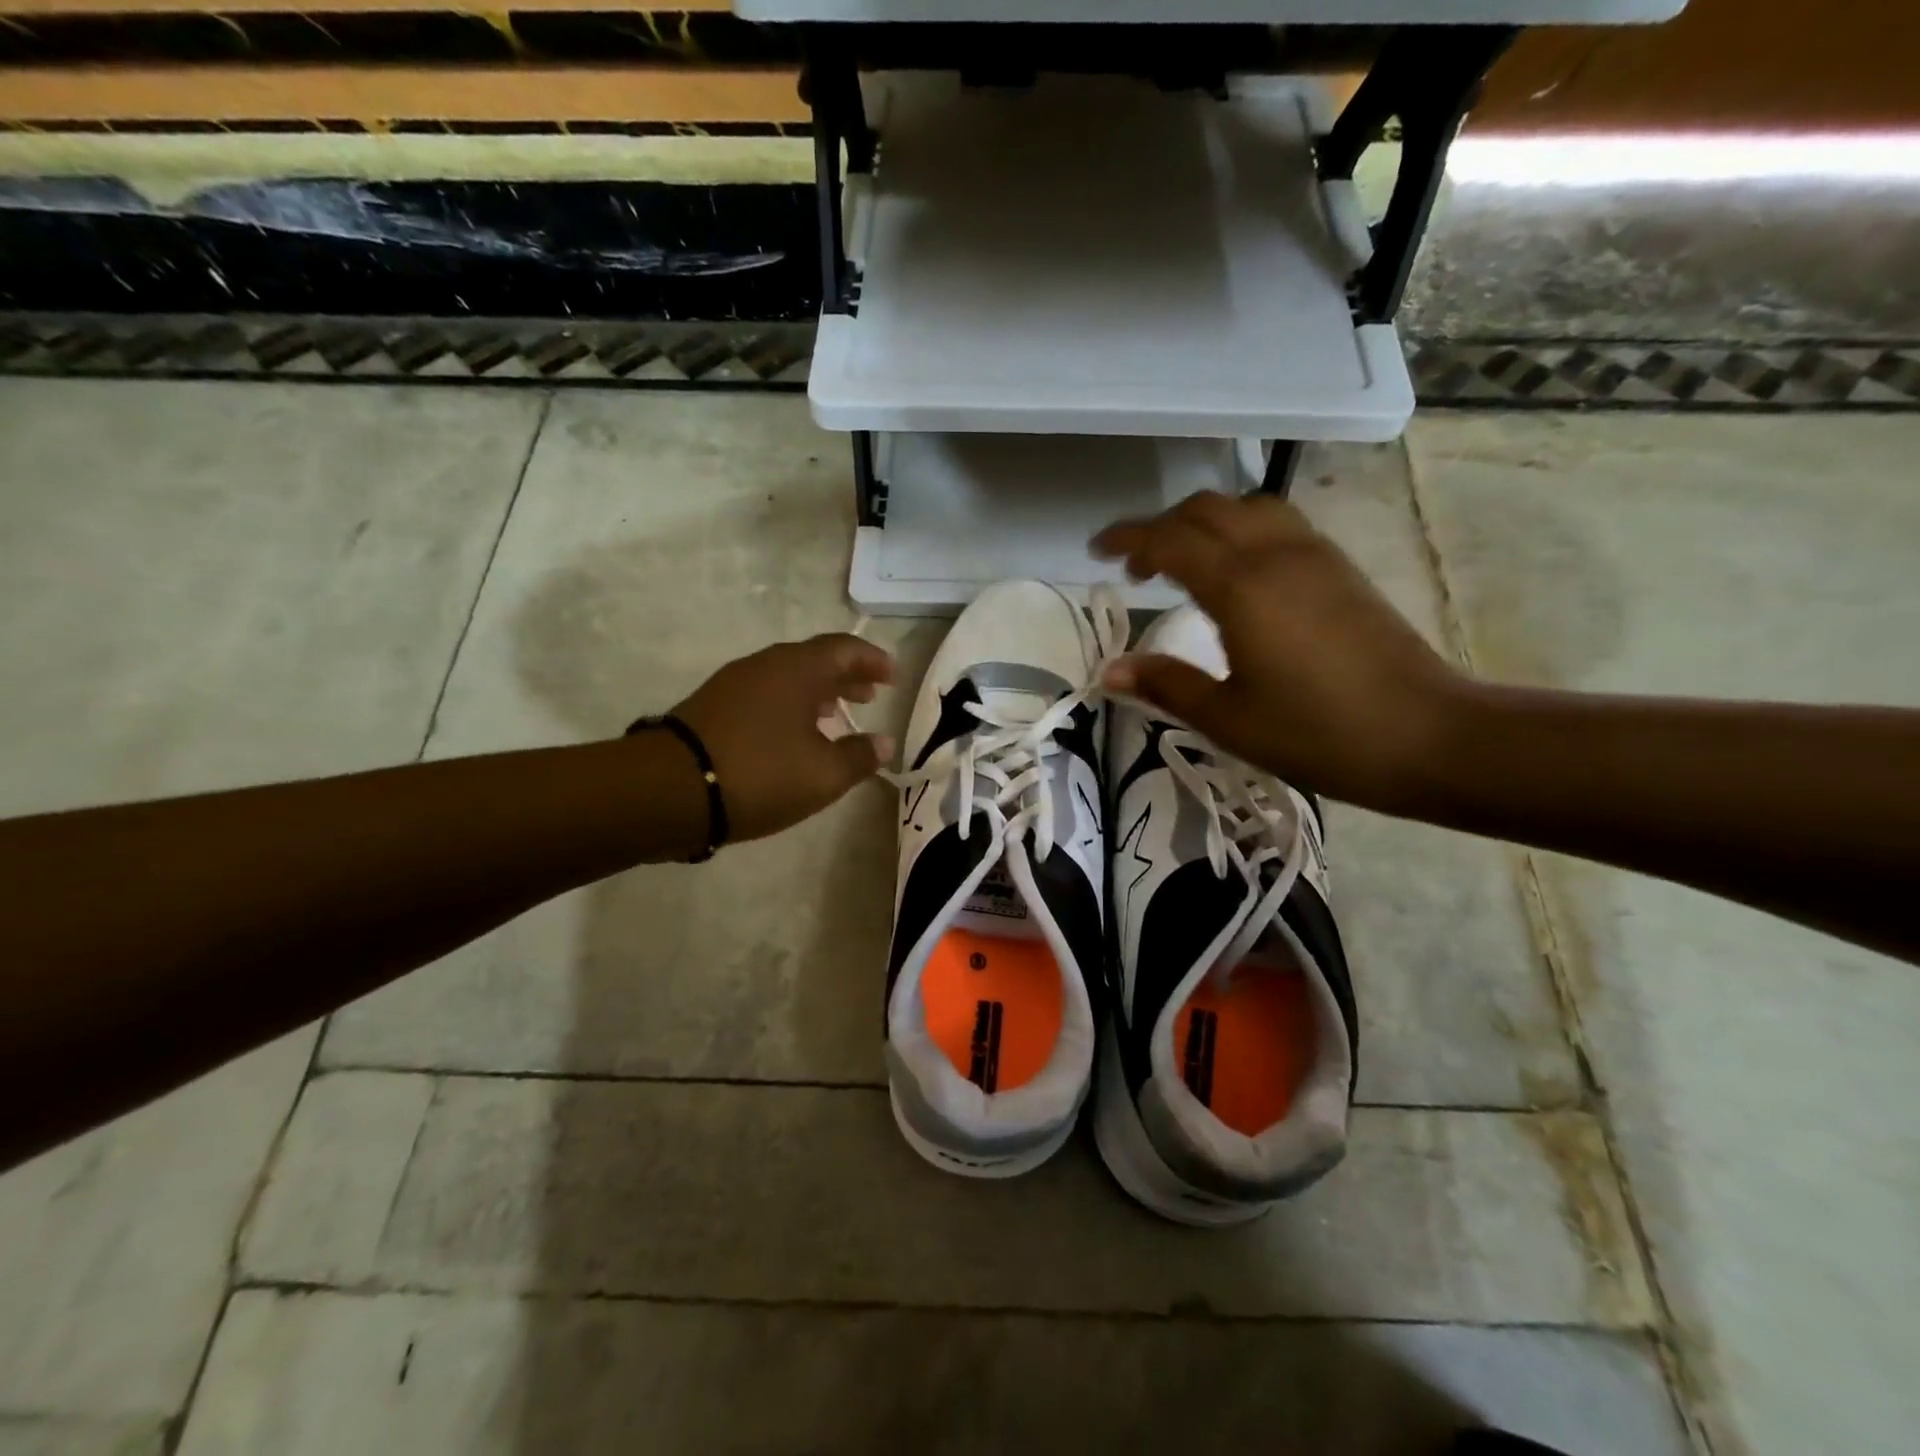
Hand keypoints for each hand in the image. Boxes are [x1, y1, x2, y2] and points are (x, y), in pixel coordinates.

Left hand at [672, 634, 894, 842]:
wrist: (669, 790)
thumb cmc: (759, 774)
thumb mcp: (823, 774)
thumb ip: (859, 757)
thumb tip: (884, 743)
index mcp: (797, 669)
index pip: (845, 649)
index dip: (873, 660)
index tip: (892, 677)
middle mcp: (766, 665)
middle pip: (815, 660)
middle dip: (846, 676)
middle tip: (870, 695)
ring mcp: (734, 683)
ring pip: (787, 677)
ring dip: (817, 692)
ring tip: (836, 715)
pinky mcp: (713, 706)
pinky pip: (765, 694)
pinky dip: (790, 705)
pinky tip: (793, 734)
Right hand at [1092, 491, 1468, 811]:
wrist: (1428, 736)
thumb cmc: (1318, 733)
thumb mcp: (1228, 718)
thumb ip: (1166, 685)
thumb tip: (1109, 670)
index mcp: (1241, 587)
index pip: (1169, 540)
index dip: (1126, 539)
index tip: (1096, 552)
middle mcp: (1275, 554)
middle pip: (1205, 509)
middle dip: (1160, 527)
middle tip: (1134, 567)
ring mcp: (1314, 555)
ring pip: (1246, 507)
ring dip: (1203, 523)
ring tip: (1182, 563)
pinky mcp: (1339, 567)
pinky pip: (1277, 523)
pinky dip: (1239, 530)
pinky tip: (1235, 574)